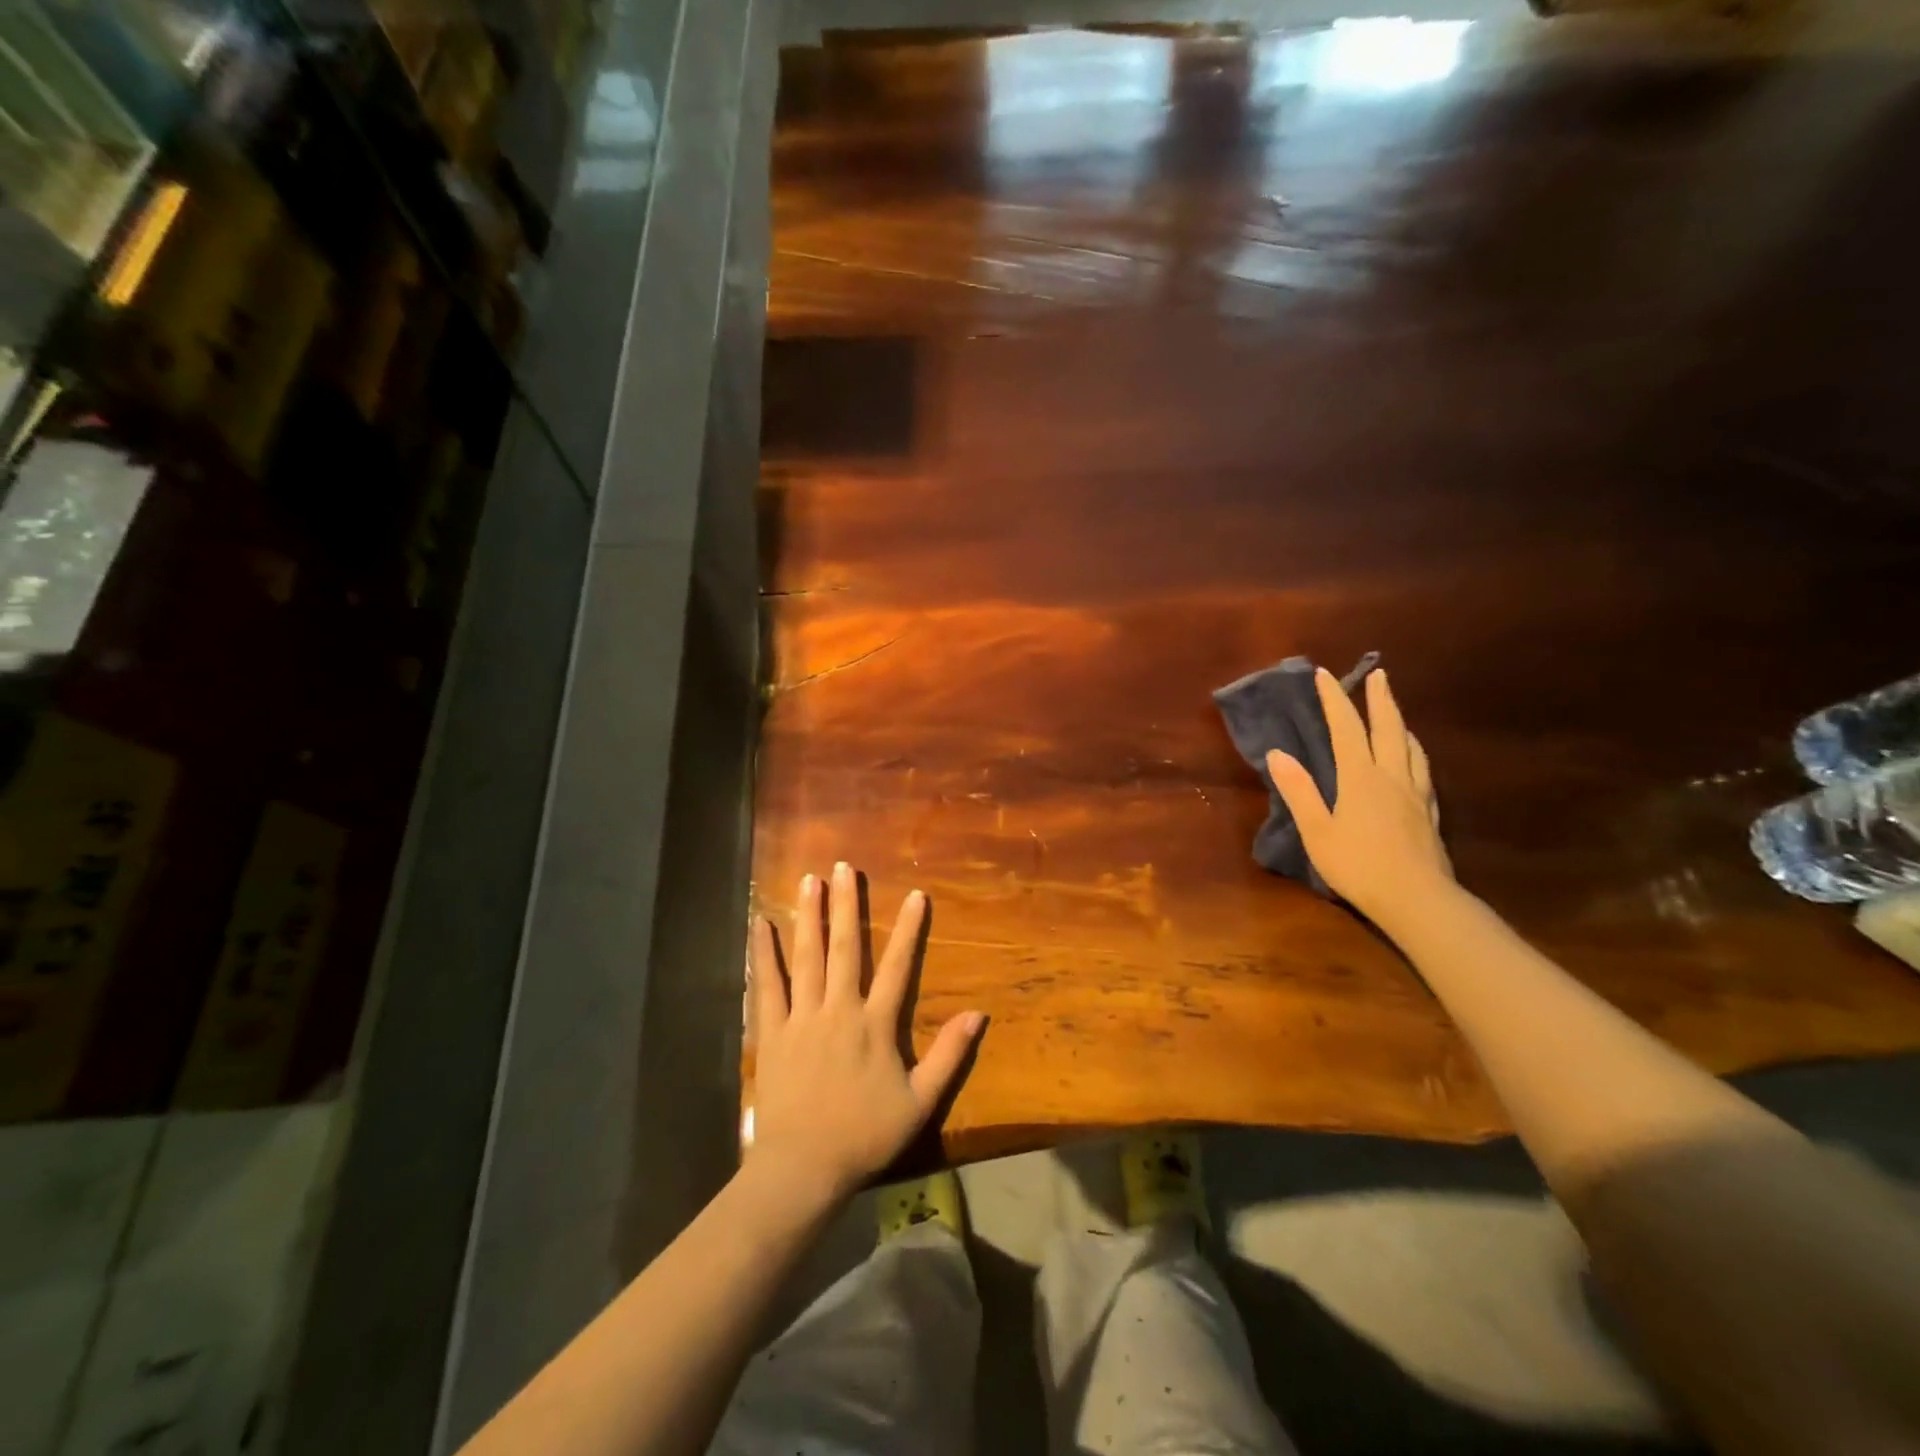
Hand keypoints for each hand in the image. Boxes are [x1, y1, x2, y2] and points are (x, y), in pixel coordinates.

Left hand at [749, 862, 984, 1200]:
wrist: (803, 1168)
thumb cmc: (865, 1135)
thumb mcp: (920, 1101)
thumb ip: (949, 1055)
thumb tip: (978, 1014)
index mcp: (875, 1024)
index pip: (898, 966)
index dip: (909, 929)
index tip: (915, 894)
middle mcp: (839, 1009)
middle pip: (845, 947)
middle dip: (846, 904)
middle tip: (843, 867)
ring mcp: (802, 1017)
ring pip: (807, 957)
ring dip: (809, 916)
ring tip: (808, 880)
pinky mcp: (772, 1032)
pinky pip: (768, 986)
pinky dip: (764, 954)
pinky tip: (760, 925)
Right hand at [1266, 668, 1452, 927]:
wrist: (1417, 899)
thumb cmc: (1358, 865)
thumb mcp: (1317, 831)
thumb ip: (1299, 791)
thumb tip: (1278, 754)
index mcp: (1360, 777)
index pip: (1346, 728)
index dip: (1335, 700)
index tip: (1325, 675)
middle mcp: (1391, 776)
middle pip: (1388, 728)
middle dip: (1380, 698)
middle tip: (1378, 674)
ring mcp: (1415, 794)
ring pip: (1411, 747)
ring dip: (1400, 722)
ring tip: (1394, 711)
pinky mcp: (1429, 813)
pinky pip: (1423, 770)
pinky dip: (1415, 752)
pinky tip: (1413, 758)